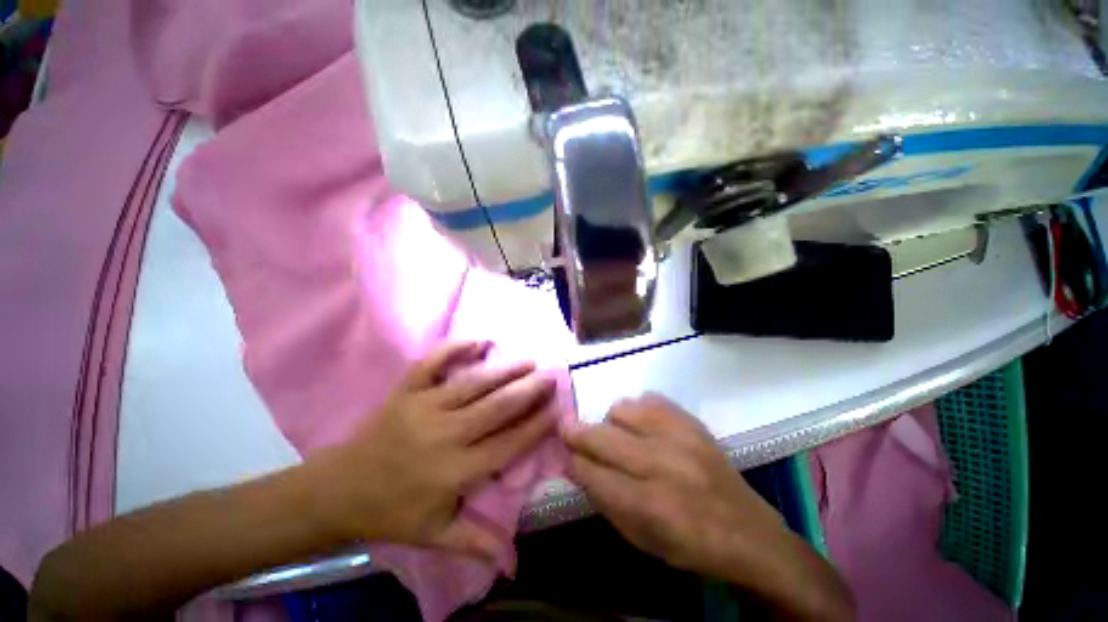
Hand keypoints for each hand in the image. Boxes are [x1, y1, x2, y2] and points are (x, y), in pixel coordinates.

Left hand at [312, 341, 557, 559]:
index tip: (556, 410)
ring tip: (528, 361)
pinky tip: (478, 341)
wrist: (337, 490)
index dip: (535, 426)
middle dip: (528, 391)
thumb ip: (477, 543)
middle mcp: (444, 435)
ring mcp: (422, 407)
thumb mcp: (434, 536)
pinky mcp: (405, 391)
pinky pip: (431, 363)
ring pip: (473, 383)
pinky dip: (454, 349)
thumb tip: (516, 565)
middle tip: (550, 377)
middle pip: (496, 408)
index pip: (507, 444)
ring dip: (504, 370)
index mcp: (454, 471)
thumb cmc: (391, 512)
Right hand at [563, 394, 854, 620]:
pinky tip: (642, 427)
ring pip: (622, 409)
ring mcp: (681, 436)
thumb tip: (574, 463)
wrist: (748, 533)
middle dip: (577, 433)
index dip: (572, 461)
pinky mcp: (692, 422)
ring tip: (618, 436)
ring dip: (611, 423)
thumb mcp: (640, 540)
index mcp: (650, 506)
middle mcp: (664, 464)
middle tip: (568, 432)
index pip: (592, 473)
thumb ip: (604, 499)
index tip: (564, 455)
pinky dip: (637, 411)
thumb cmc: (689, 546)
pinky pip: (649, 399)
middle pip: (602, 436)